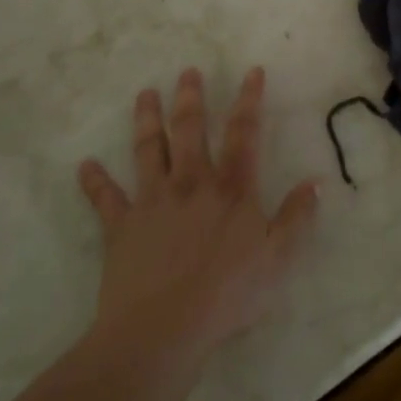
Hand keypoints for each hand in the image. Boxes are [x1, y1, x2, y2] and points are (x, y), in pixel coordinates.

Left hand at [77, 67, 318, 358]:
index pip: (244, 134)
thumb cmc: (228, 292)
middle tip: (187, 72)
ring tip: (145, 94)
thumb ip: (296, 217)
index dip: (249, 100)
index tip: (251, 71)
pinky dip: (95, 181)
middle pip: (190, 130)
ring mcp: (152, 201)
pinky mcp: (121, 227)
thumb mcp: (277, 257)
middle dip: (190, 98)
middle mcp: (191, 183)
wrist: (162, 328)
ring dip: (146, 120)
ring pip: (148, 150)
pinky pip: (106, 199)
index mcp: (232, 188)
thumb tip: (316, 183)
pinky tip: (85, 166)